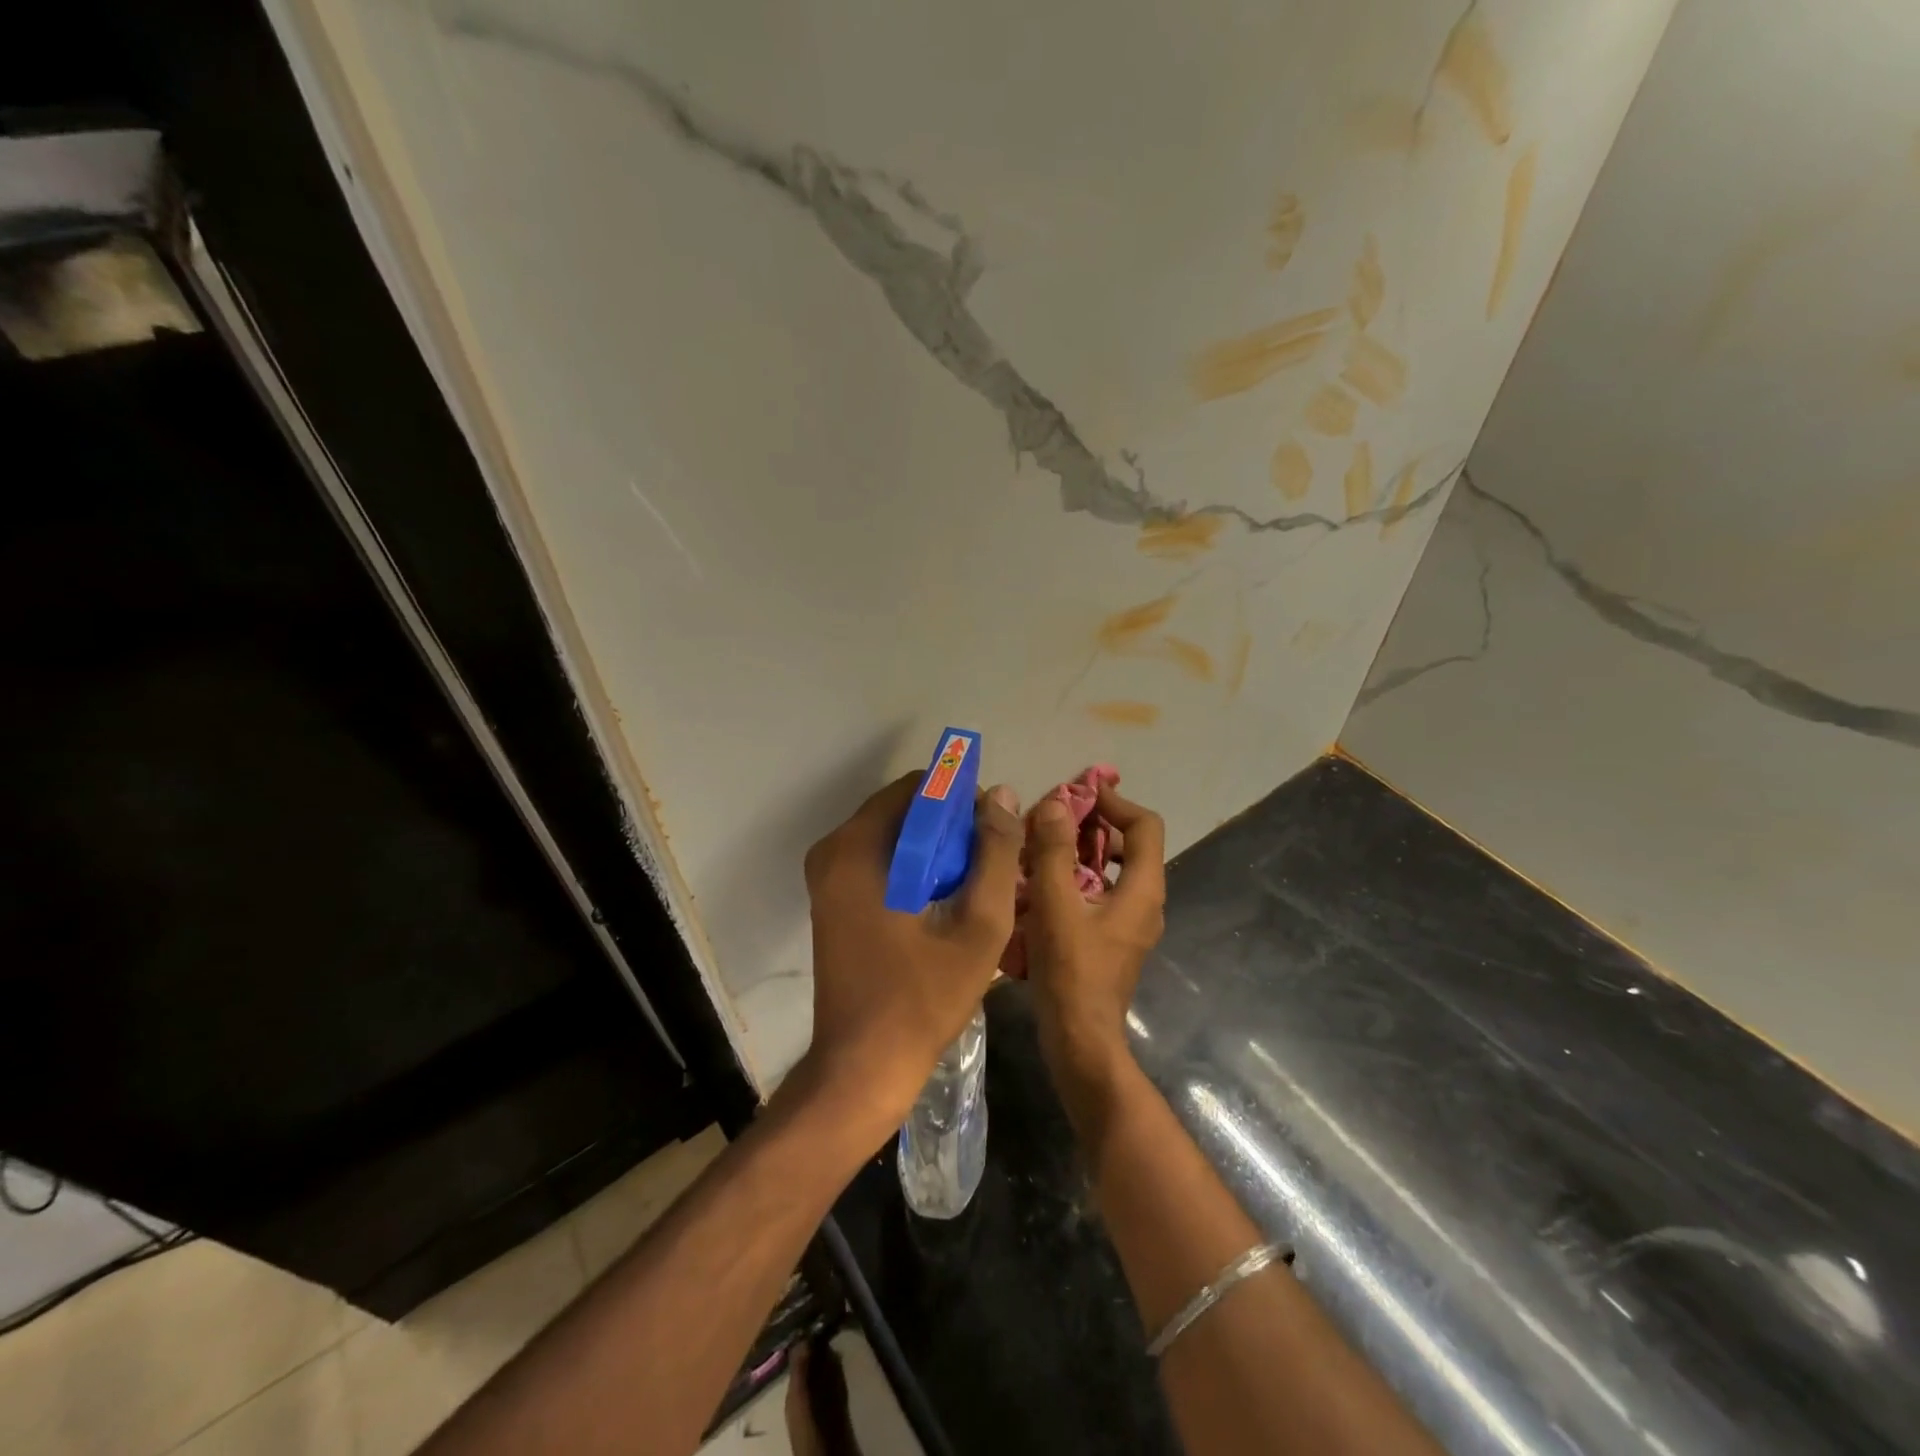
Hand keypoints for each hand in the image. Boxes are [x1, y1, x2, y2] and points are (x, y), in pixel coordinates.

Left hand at [790, 772, 1022, 1139]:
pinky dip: (914, 868)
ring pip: (895, 836)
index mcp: (857, 849)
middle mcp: (832, 851)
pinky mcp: (831, 899)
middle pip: (904, 810)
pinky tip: (944, 902)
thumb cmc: (922, 1000)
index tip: (992, 837)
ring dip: (936, 849)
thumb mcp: (978, 926)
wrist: (862, 1069)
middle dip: (951, 827)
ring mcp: (827, 877)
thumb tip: (1002, 796)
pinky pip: (881, 861)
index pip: (918, 788)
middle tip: (988, 867)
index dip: (963, 801)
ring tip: (972, 886)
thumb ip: (996, 854)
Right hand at [1023, 784, 1165, 1096]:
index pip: (1144, 825)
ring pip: (1112, 870)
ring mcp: (1130, 923)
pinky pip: (1100, 892)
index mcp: (1142, 889)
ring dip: (1080, 851)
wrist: (1080, 1041)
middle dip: (1092, 825)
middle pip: (1129, 845)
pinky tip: (1041, 882)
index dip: (1114, 802)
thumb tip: (1056, 803)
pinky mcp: (1112, 939)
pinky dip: (1076, 877)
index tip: (1078, 793)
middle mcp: (1145, 902)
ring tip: (1041, 844)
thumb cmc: (1071, 972)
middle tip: (1052, 817)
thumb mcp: (1056, 905)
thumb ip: (1055, 851)